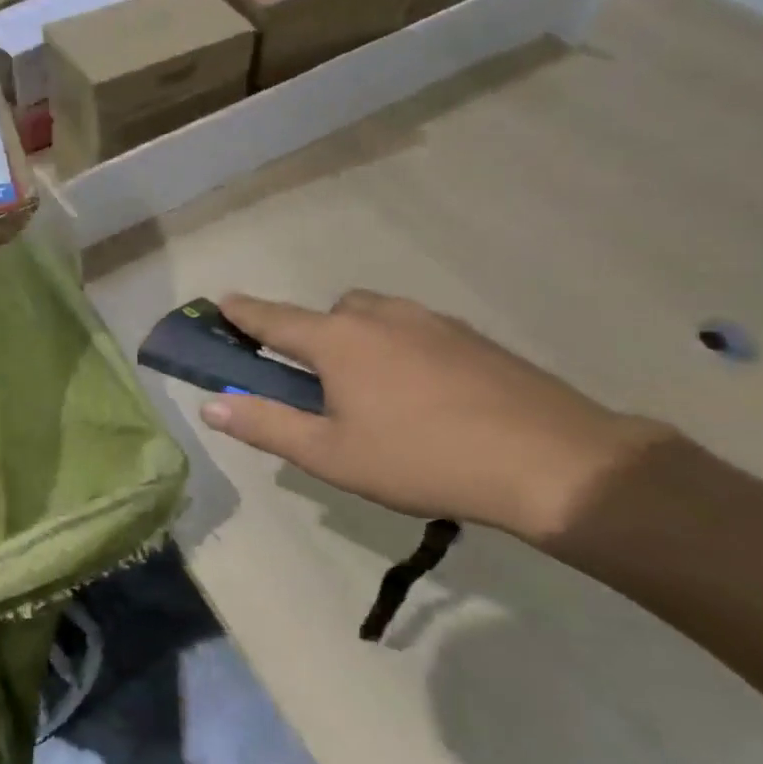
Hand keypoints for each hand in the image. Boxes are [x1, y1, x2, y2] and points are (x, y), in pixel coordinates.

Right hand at [198, 291, 666, 541]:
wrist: (551, 461)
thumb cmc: (422, 459)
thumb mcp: (330, 455)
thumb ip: (266, 424)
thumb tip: (211, 404)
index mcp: (338, 341)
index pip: (274, 319)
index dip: (243, 313)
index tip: (221, 302)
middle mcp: (380, 316)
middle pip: (329, 314)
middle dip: (312, 337)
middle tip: (318, 385)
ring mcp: (430, 321)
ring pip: (375, 317)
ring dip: (357, 340)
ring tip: (372, 393)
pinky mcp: (471, 336)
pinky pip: (415, 330)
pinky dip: (399, 348)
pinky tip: (422, 395)